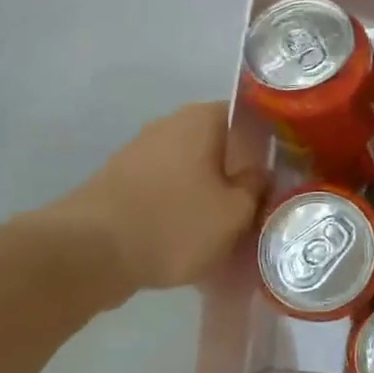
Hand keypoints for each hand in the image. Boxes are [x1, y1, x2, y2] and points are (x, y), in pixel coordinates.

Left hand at [41, 103, 265, 294]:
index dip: (272, 144)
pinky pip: (168, 188)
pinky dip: (182, 207)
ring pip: (194, 169)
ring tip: (228, 229)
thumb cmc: (173, 224)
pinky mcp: (122, 181)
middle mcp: (170, 124)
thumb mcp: (234, 213)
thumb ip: (256, 187)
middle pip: (222, 145)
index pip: (251, 118)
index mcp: (202, 119)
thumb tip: (259, 173)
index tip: (286, 173)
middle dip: (240, 174)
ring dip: (211, 193)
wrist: (87, 254)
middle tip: (259, 206)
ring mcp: (142, 151)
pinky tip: (192, 238)